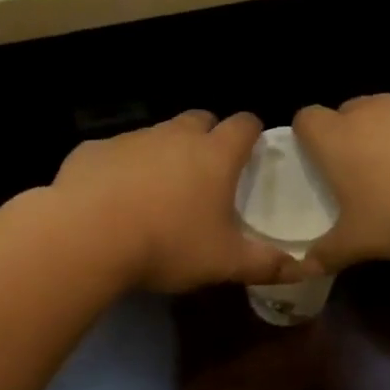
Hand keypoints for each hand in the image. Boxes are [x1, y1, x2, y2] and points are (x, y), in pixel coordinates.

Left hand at [50, 111, 303, 292]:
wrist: (87, 236)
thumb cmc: (168, 244)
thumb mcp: (224, 263)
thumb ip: (265, 264)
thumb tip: (302, 269)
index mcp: (214, 156)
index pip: (244, 124)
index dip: (251, 133)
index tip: (251, 150)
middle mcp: (174, 136)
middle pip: (199, 120)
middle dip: (207, 137)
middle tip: (206, 173)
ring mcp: (131, 139)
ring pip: (156, 135)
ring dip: (164, 154)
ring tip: (159, 193)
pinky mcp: (92, 150)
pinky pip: (115, 153)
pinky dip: (121, 169)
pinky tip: (113, 200)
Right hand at [292, 95, 389, 271]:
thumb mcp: (359, 243)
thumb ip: (328, 254)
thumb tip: (304, 268)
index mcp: (338, 139)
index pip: (307, 119)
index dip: (308, 137)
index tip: (319, 161)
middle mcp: (371, 112)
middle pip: (348, 111)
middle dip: (350, 136)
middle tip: (362, 174)